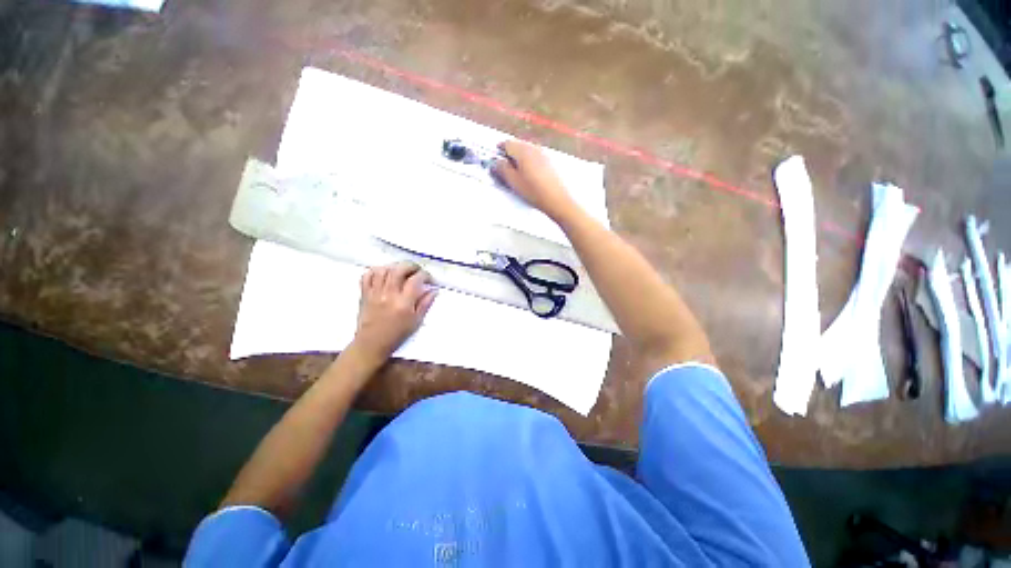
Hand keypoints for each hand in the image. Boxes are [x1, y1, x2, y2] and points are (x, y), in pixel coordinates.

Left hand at [351, 262, 437, 363]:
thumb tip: (434, 290)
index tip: (429, 279)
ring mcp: (375, 293)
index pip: (416, 280)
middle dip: (411, 266)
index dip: (426, 275)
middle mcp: (389, 295)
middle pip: (399, 269)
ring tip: (402, 271)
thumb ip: (426, 304)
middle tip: (417, 271)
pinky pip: (367, 276)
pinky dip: (377, 271)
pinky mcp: (365, 294)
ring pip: (383, 269)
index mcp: (404, 303)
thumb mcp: (416, 321)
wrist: (372, 344)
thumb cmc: (396, 335)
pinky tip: (385, 274)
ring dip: (395, 266)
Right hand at [492, 140, 574, 218]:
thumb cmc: (533, 191)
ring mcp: (543, 153)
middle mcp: (533, 147)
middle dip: (509, 155)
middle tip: (504, 168)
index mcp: (523, 150)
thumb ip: (502, 169)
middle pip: (517, 146)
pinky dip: (529, 162)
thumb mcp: (514, 182)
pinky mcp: (550, 162)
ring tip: (516, 173)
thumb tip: (495, 162)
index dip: (499, 151)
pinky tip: (529, 175)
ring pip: (527, 151)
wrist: (557, 199)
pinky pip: (535, 157)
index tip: (494, 159)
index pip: (506, 143)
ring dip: (519, 159)